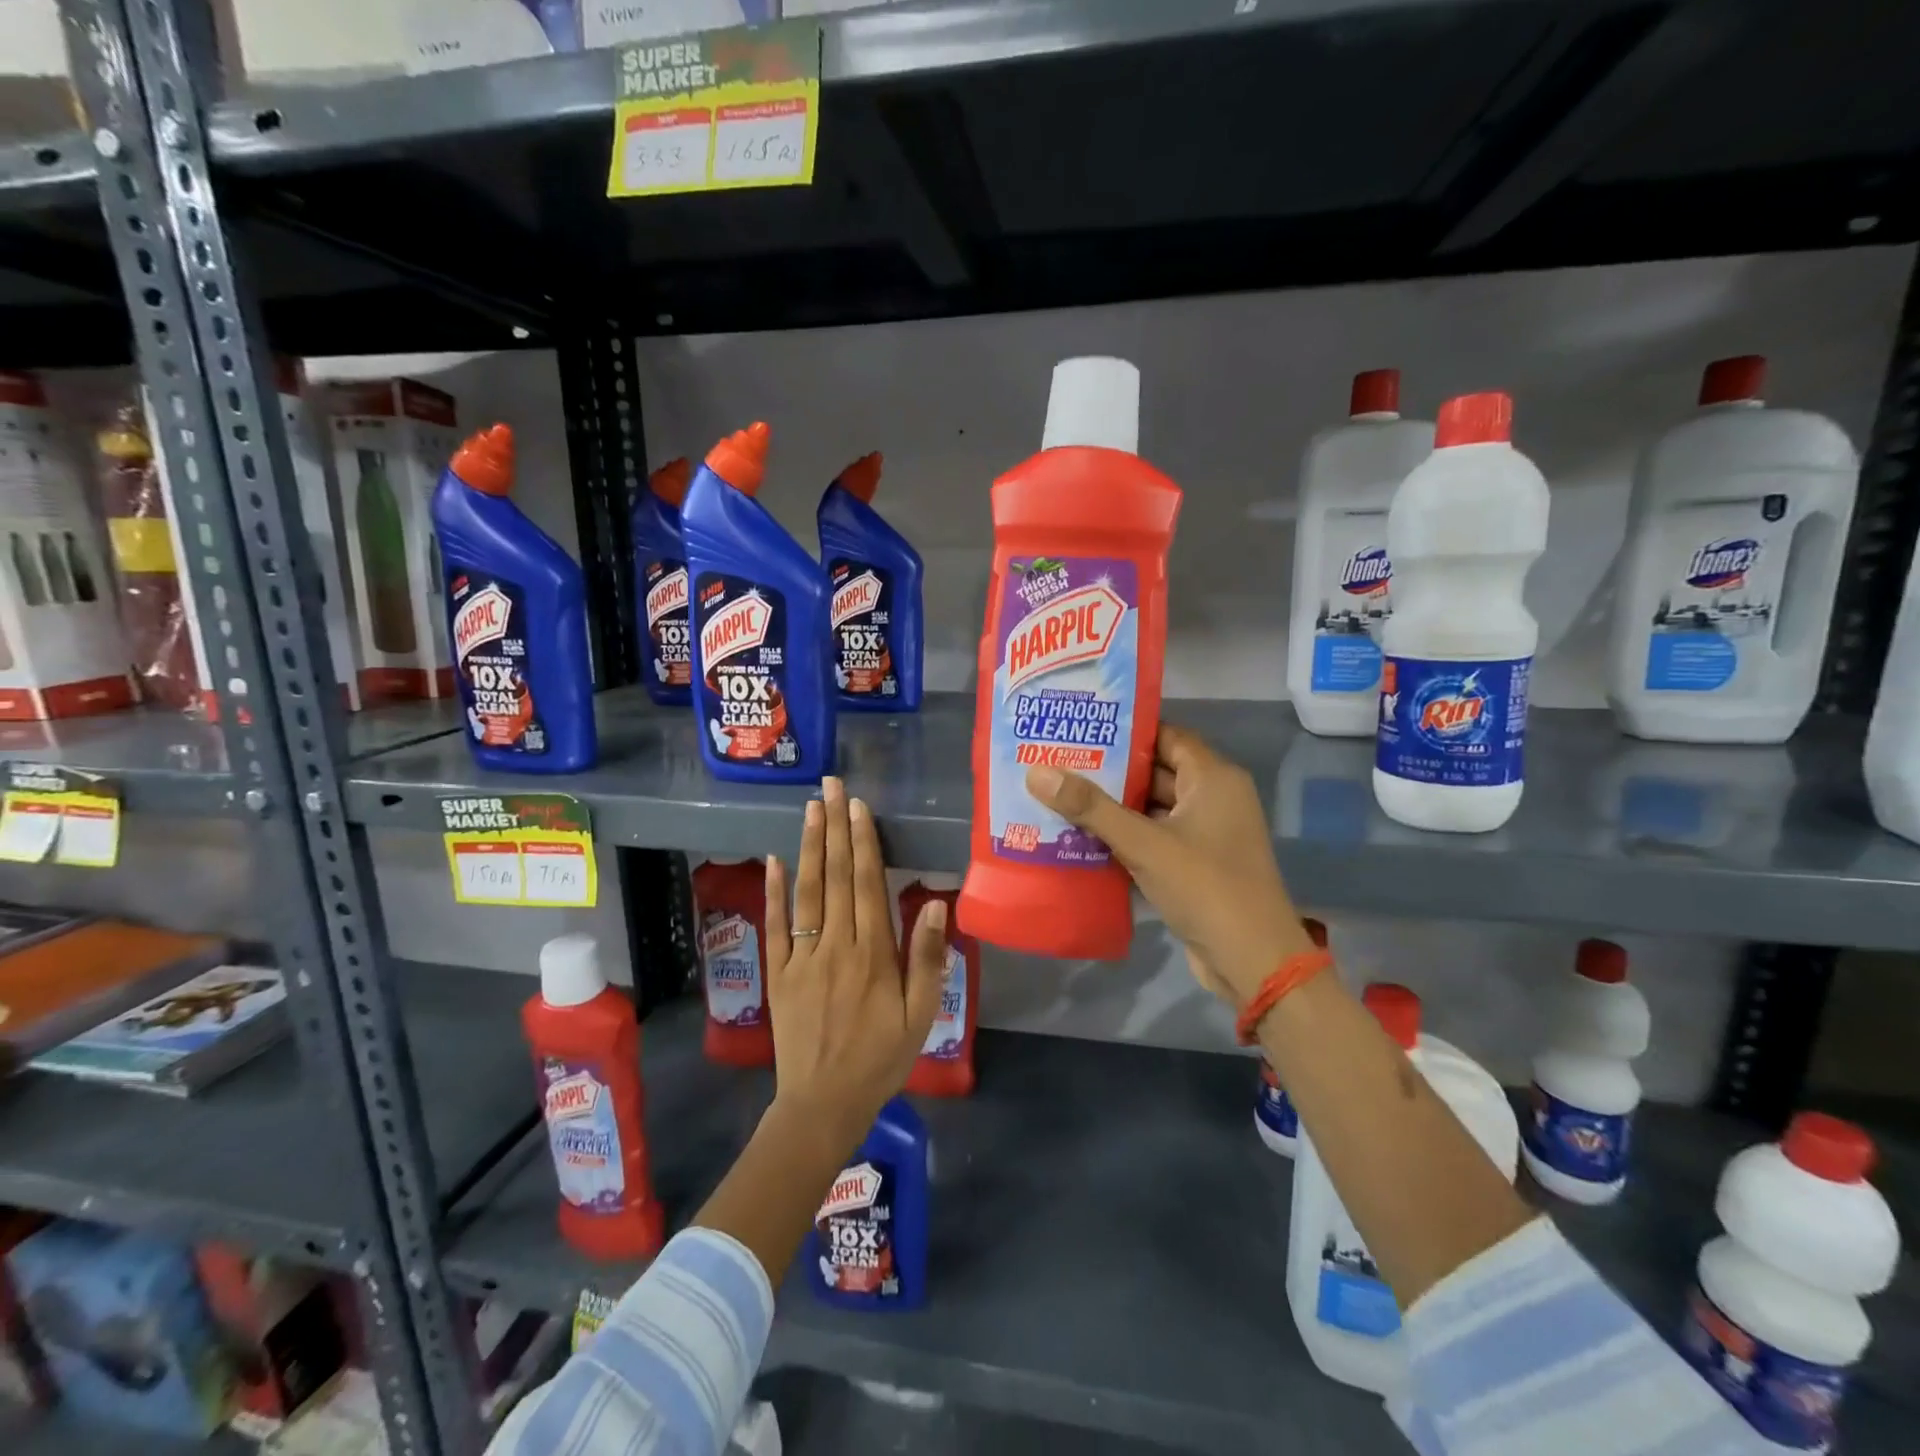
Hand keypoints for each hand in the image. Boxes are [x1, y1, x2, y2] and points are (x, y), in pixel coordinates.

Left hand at [764, 776, 945, 1154]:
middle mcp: (835, 945)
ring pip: (806, 891)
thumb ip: (926, 958)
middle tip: (831, 786)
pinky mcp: (777, 973)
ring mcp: (801, 957)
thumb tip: (933, 903)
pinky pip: (774, 926)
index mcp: (873, 954)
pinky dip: (773, 891)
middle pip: (836, 876)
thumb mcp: (920, 1015)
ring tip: (810, 808)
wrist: (824, 1103)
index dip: (863, 842)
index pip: (867, 884)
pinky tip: (775, 859)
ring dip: (809, 847)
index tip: (858, 806)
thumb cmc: (881, 1058)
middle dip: (835, 827)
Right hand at [1025, 725, 1312, 1007]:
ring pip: (1152, 809)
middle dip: (1110, 770)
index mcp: (1213, 778)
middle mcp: (1214, 798)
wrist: (1252, 961)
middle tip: (1059, 760)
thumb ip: (1090, 808)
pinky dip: (1125, 837)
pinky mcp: (1196, 864)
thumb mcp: (1143, 843)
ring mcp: (1206, 834)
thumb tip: (1037, 772)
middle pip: (1156, 772)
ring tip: (1061, 795)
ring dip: (1113, 807)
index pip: (1166, 735)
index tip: (1080, 728)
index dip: (1125, 731)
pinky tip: (1082, 837)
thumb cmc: (1205, 887)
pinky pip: (1155, 838)